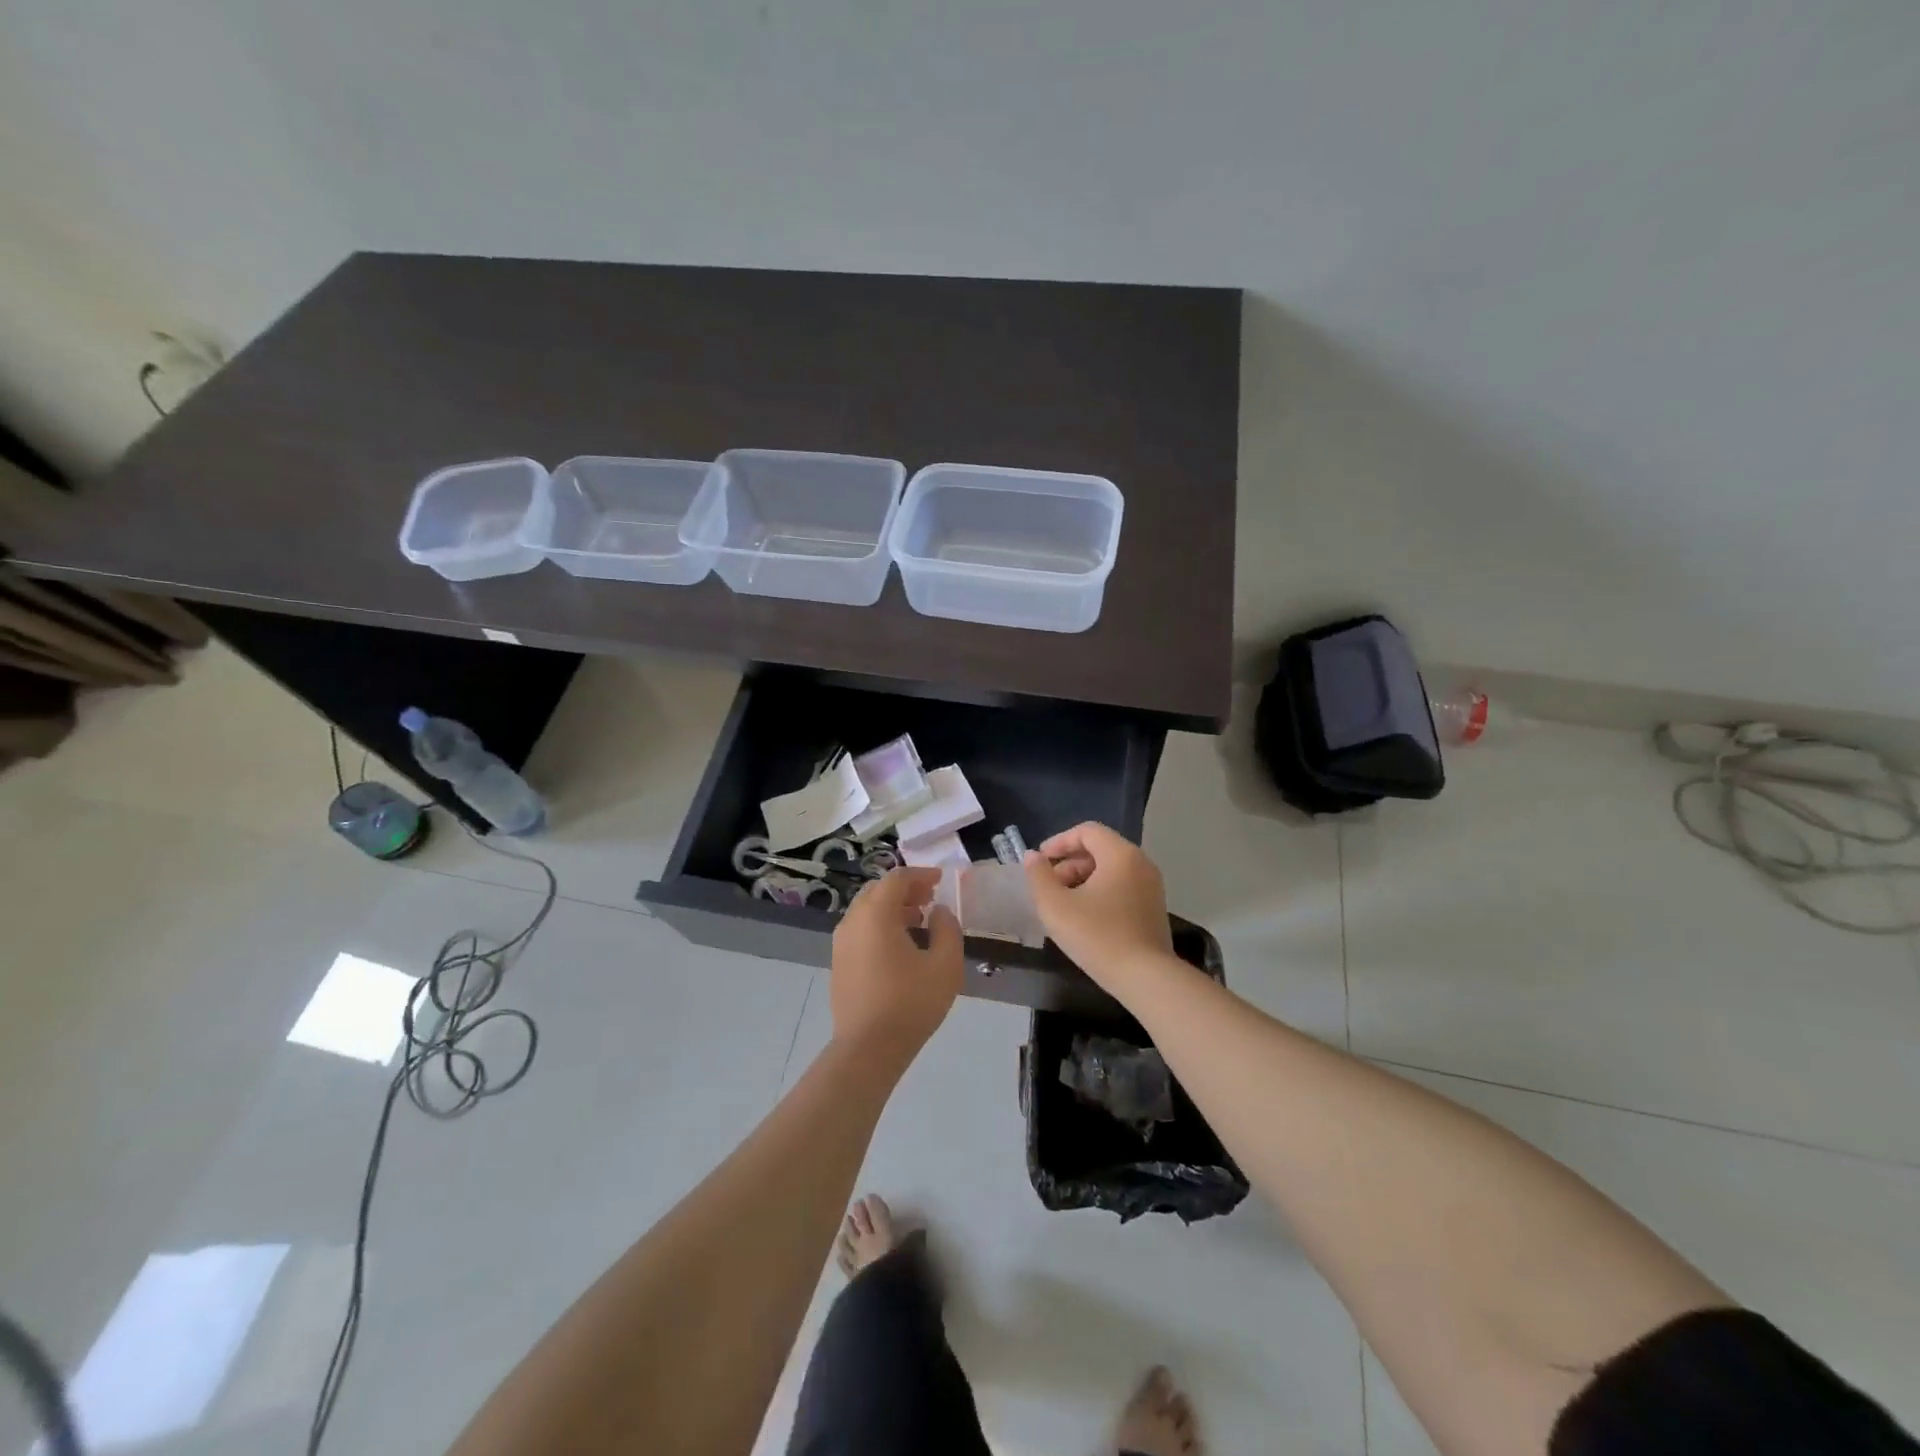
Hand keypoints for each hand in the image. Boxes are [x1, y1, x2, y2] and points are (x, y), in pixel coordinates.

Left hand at [829, 867, 962, 1063]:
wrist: (868, 1049)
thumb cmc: (910, 1003)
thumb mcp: (945, 965)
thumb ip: (947, 929)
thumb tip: (938, 912)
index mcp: (876, 914)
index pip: (897, 878)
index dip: (920, 875)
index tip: (940, 881)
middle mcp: (853, 921)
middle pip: (878, 891)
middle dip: (905, 889)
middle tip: (929, 899)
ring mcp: (841, 943)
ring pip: (866, 911)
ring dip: (892, 908)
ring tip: (918, 922)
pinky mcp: (839, 963)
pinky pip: (860, 930)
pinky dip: (879, 926)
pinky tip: (899, 947)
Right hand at [1023, 822, 1174, 988]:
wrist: (1145, 978)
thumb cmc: (1097, 936)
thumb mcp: (1056, 906)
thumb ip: (1039, 876)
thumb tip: (1033, 857)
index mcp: (1120, 855)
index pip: (1087, 831)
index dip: (1059, 842)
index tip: (1040, 862)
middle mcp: (1141, 863)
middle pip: (1099, 849)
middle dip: (1069, 863)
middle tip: (1049, 886)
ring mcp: (1152, 887)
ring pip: (1111, 870)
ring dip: (1083, 879)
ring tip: (1063, 904)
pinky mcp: (1154, 909)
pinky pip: (1123, 887)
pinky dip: (1100, 892)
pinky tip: (1085, 918)